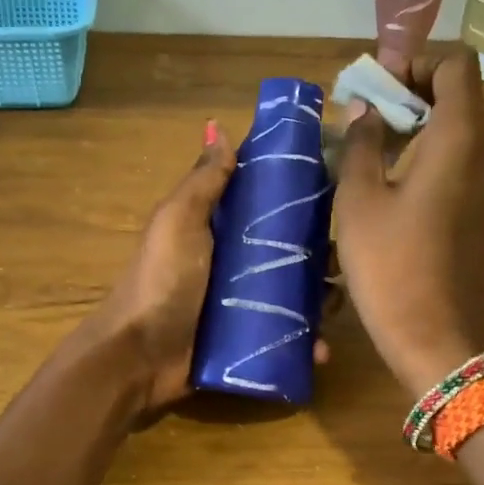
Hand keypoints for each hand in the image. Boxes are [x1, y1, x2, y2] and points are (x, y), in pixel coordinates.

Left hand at [85, 124, 334, 419]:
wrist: (139, 356)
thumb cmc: (161, 281)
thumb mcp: (179, 222)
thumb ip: (203, 181)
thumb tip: (219, 128)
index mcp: (219, 228)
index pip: (266, 203)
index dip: (299, 194)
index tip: (338, 187)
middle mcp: (236, 262)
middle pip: (289, 250)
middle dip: (320, 252)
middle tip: (343, 256)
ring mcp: (244, 304)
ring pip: (296, 294)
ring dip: (321, 297)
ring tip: (338, 300)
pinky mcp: (250, 341)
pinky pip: (287, 336)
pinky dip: (308, 342)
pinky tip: (323, 348)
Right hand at [333, 51, 483, 398]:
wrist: (439, 337)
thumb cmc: (392, 265)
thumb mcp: (360, 200)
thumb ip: (362, 143)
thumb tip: (364, 110)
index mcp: (464, 135)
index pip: (455, 64)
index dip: (415, 61)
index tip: (376, 84)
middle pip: (463, 92)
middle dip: (416, 90)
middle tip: (370, 112)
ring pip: (468, 125)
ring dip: (427, 121)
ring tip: (381, 142)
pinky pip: (472, 156)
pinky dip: (440, 149)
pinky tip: (402, 176)